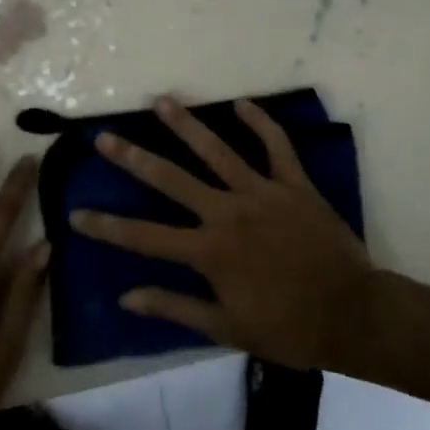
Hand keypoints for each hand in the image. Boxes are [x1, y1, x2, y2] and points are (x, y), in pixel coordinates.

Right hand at [72, 98, 373, 367]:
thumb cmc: (288, 328)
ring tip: (162, 101)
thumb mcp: (227, 328)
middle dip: (134, 158)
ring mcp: (262, 192)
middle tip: (105, 137)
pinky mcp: (293, 183)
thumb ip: (176, 308)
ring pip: (218, 150)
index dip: (108, 226)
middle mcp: (228, 212)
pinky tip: (242, 103)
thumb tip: (128, 297)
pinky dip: (261, 122)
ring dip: (187, 125)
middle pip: (172, 180)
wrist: (351, 313)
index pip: (145, 237)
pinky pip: (276, 146)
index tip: (77, 213)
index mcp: (209, 251)